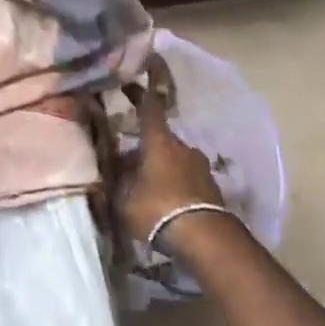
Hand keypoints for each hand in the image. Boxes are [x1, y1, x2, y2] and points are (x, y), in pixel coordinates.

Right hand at [122, 90, 231, 250]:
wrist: (207, 240)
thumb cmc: (159, 209)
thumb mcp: (125, 200)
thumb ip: (117, 184)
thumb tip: (112, 174)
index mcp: (159, 141)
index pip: (148, 108)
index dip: (137, 95)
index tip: (128, 86)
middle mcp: (182, 147)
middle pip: (159, 139)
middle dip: (144, 148)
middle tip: (127, 163)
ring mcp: (200, 167)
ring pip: (174, 159)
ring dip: (160, 167)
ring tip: (146, 187)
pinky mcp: (212, 188)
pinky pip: (187, 178)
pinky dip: (175, 184)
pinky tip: (165, 202)